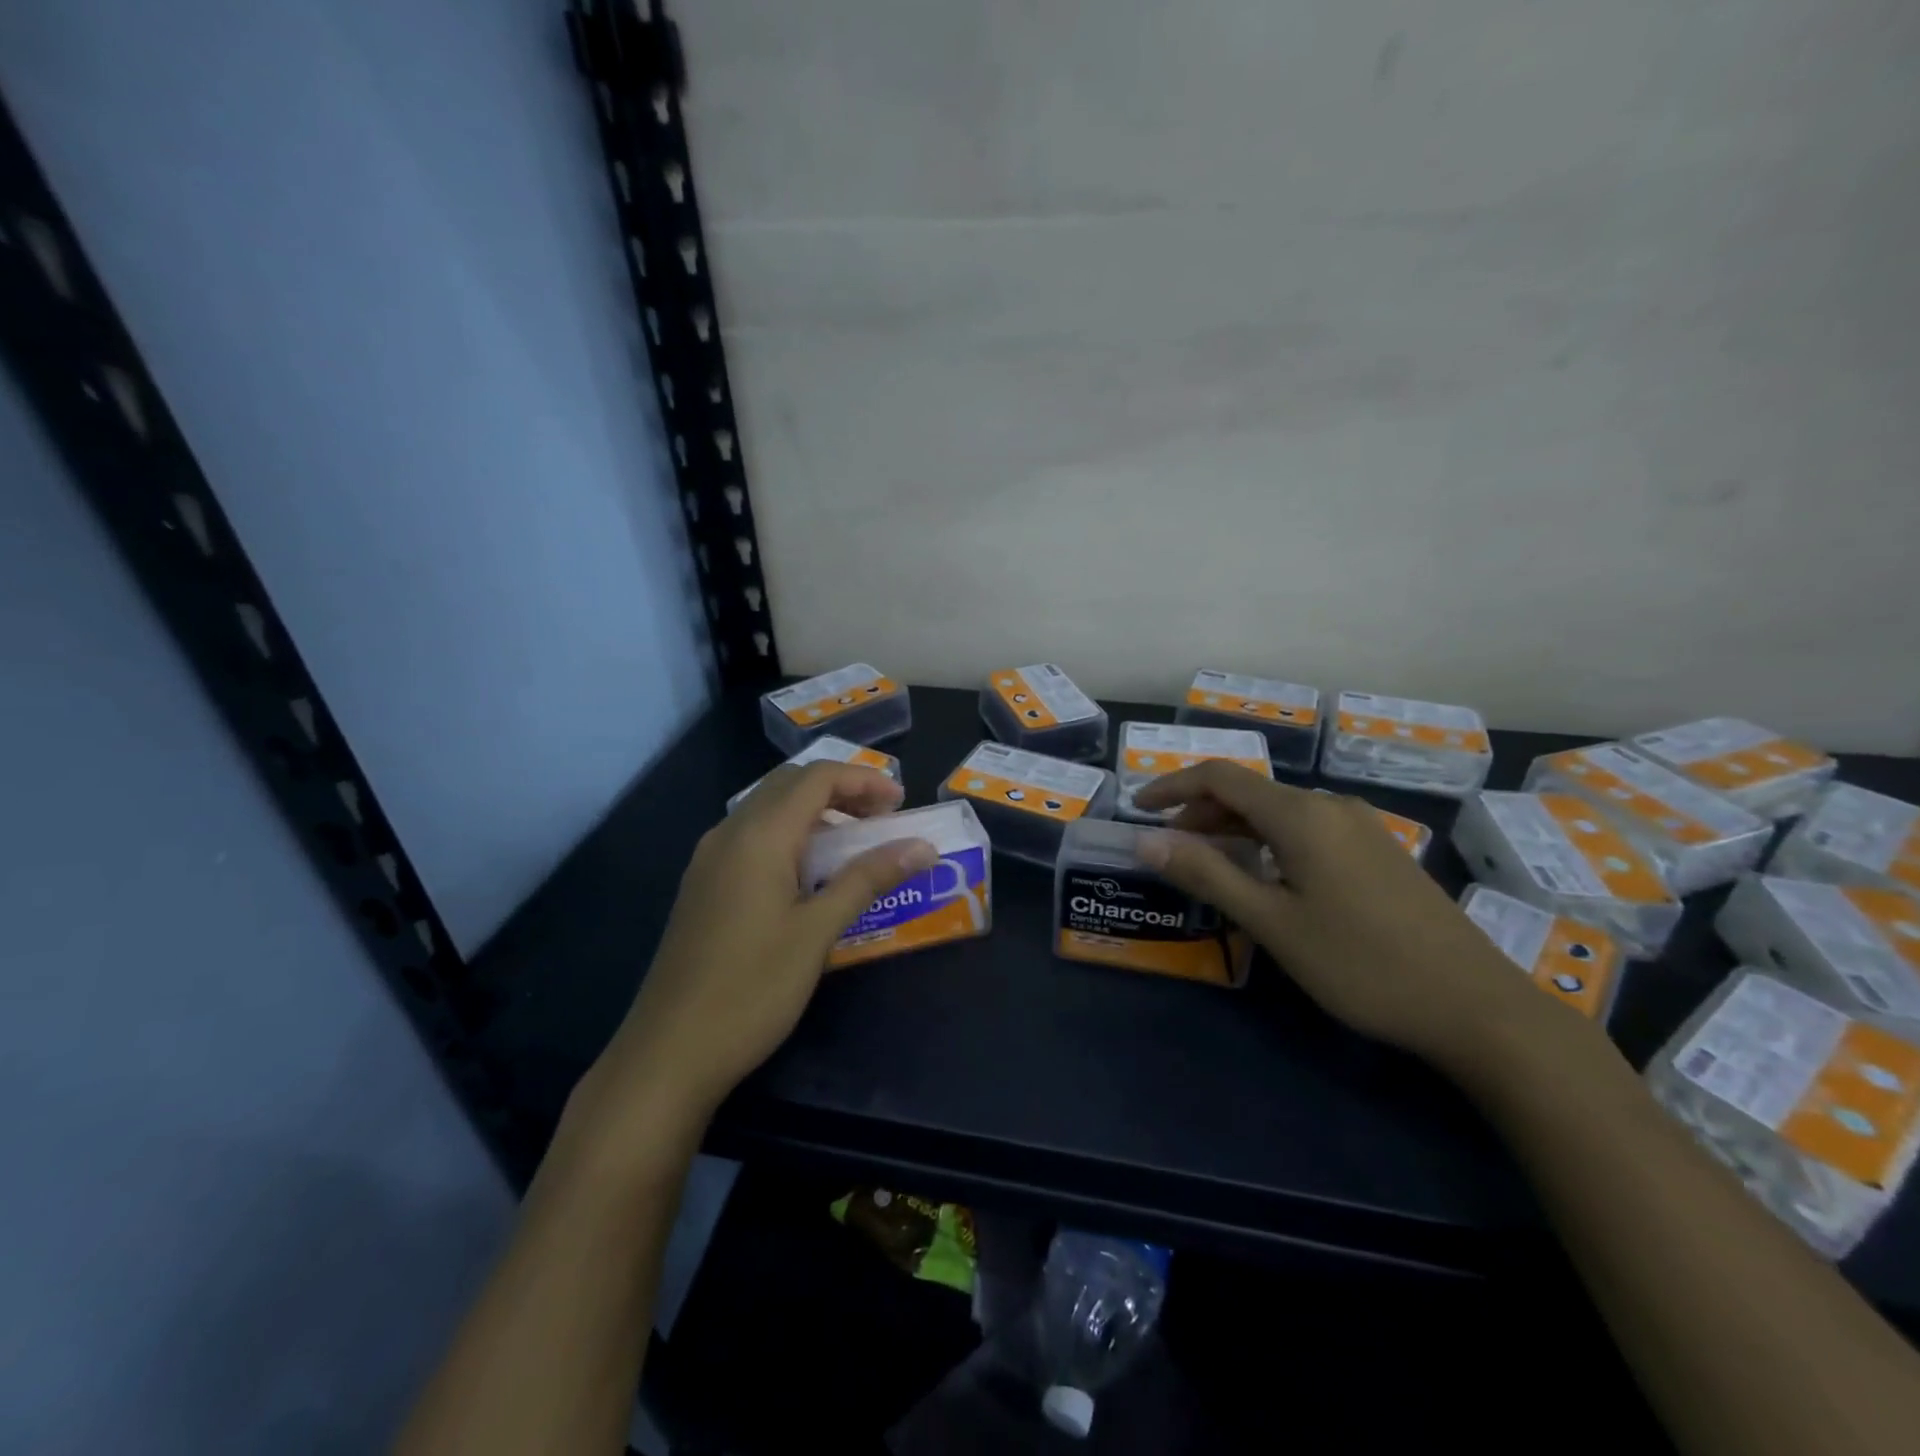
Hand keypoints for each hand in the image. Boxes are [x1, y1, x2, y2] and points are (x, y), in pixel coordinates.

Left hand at [596, 761, 935, 1116]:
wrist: (669, 1053)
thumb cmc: (751, 989)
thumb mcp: (817, 932)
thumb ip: (868, 879)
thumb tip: (923, 847)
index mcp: (758, 836)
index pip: (816, 777)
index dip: (863, 780)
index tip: (902, 803)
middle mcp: (729, 834)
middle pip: (790, 785)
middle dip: (841, 790)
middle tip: (883, 818)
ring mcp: (710, 859)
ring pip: (768, 809)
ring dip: (815, 811)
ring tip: (855, 842)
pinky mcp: (704, 885)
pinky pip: (753, 837)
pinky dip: (791, 835)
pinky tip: (810, 873)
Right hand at [1132, 762, 1559, 1067]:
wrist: (1476, 1007)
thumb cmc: (1361, 963)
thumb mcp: (1272, 922)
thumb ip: (1206, 874)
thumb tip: (1145, 841)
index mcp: (1302, 815)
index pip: (1220, 778)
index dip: (1172, 787)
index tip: (1137, 810)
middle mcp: (1331, 807)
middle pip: (1250, 792)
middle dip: (1200, 813)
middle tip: (1166, 848)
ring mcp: (1361, 827)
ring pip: (1279, 813)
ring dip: (1233, 829)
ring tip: (1205, 864)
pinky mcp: (1379, 852)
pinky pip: (1307, 830)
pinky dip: (1268, 842)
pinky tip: (1265, 877)